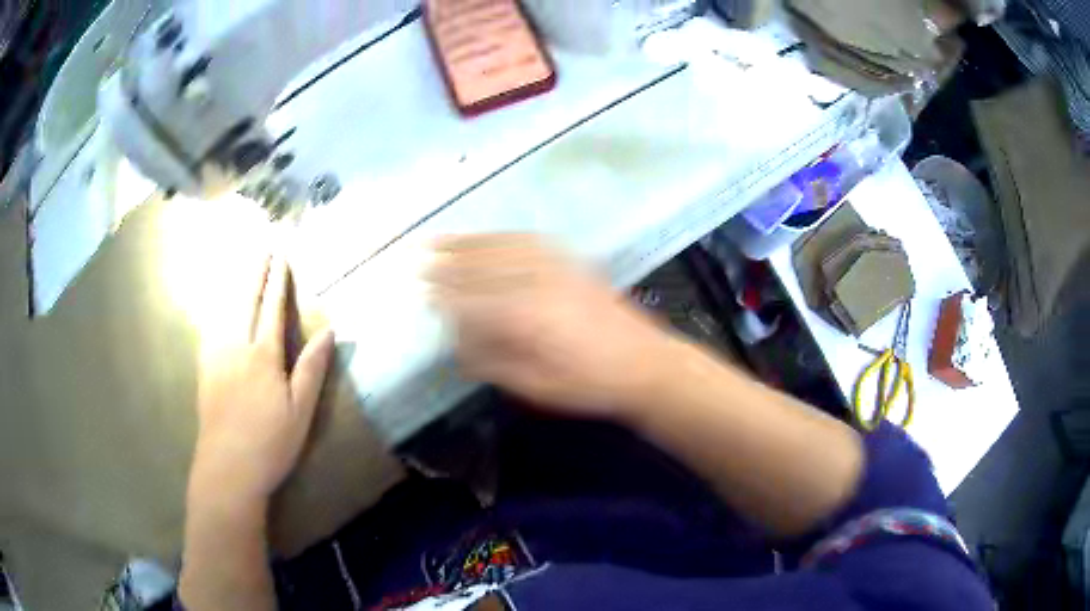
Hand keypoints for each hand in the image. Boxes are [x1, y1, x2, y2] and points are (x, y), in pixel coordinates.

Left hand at [189, 256, 335, 513]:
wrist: (227, 468)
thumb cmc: (270, 444)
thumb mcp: (300, 412)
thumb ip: (312, 369)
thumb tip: (330, 331)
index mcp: (263, 356)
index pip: (272, 309)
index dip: (278, 281)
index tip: (281, 255)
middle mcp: (236, 347)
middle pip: (246, 300)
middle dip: (255, 271)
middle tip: (262, 246)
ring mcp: (216, 357)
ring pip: (224, 310)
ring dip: (235, 283)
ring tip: (241, 264)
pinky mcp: (205, 370)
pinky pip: (209, 328)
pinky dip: (216, 308)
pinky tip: (217, 306)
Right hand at [427, 234, 673, 418]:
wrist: (645, 364)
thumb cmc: (589, 385)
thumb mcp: (536, 388)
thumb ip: (493, 363)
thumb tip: (458, 344)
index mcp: (526, 318)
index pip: (471, 300)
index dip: (443, 296)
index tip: (422, 293)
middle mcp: (537, 284)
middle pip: (482, 268)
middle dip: (447, 264)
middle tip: (419, 261)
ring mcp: (557, 268)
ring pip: (502, 248)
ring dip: (468, 243)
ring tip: (441, 240)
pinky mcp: (572, 263)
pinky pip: (529, 241)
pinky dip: (502, 236)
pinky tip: (489, 237)